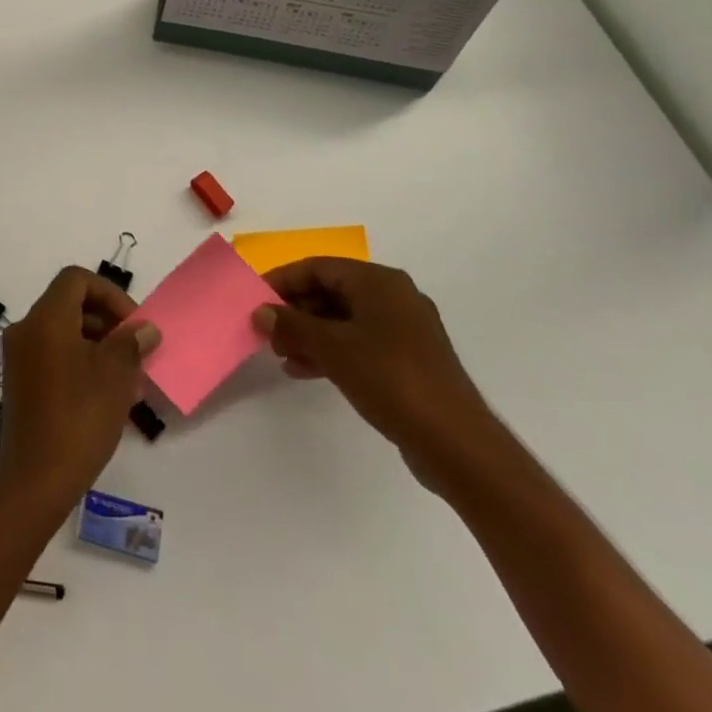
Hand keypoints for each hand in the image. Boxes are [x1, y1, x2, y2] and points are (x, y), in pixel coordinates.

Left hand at [0, 267, 159, 507]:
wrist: (35, 480)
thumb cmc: (79, 419)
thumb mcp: (115, 377)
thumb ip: (131, 343)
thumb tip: (144, 328)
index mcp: (46, 318)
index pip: (76, 279)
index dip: (110, 294)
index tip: (133, 325)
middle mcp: (26, 328)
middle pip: (68, 303)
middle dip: (106, 320)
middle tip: (134, 350)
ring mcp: (18, 356)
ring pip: (62, 330)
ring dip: (95, 342)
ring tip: (125, 376)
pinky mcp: (19, 381)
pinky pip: (52, 353)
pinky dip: (78, 359)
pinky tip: (103, 392)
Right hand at [253, 259, 500, 492]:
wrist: (456, 443)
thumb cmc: (390, 379)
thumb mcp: (333, 348)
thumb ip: (292, 325)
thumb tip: (260, 311)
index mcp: (379, 282)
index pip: (318, 267)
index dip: (282, 280)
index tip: (255, 300)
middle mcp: (393, 297)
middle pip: (330, 292)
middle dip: (294, 311)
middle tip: (265, 332)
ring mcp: (403, 330)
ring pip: (342, 320)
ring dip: (308, 334)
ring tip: (279, 353)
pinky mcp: (407, 361)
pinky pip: (358, 343)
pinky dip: (330, 351)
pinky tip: (303, 370)